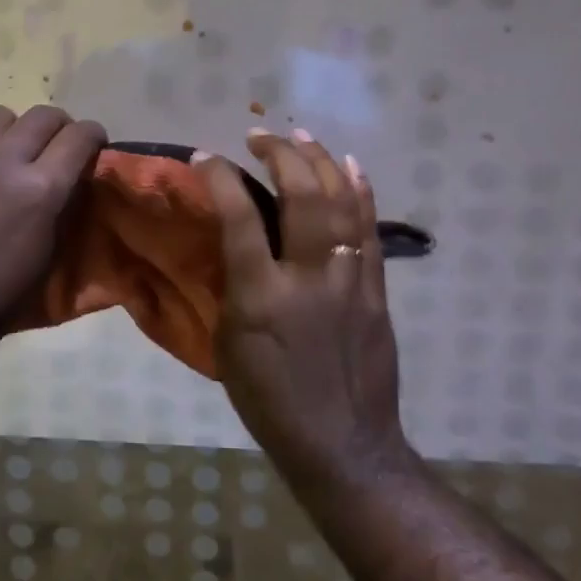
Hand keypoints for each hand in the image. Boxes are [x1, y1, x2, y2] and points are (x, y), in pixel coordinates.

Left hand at [0, 75, 106, 355]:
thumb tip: (73, 176)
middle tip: (58, 149)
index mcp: (40, 188)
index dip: (94, 136)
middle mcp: (3, 162)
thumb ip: (64, 206)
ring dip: (13, 127)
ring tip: (12, 145)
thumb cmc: (0, 298)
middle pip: (42, 117)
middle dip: (59, 128)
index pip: (80, 136)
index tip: (94, 146)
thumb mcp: (51, 254)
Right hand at [194, 129, 408, 486]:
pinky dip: (360, 192)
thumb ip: (232, 287)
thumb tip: (233, 244)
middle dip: (279, 154)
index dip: (219, 177)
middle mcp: (308, 278)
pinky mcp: (376, 291)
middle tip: (259, 137)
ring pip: (341, 203)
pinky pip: (369, 230)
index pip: (238, 217)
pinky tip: (350, 166)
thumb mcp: (229, 346)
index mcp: (261, 297)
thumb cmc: (269, 401)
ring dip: (320, 161)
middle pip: (301, 195)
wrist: (342, 445)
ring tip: (301, 135)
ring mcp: (350, 281)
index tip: (203, 156)